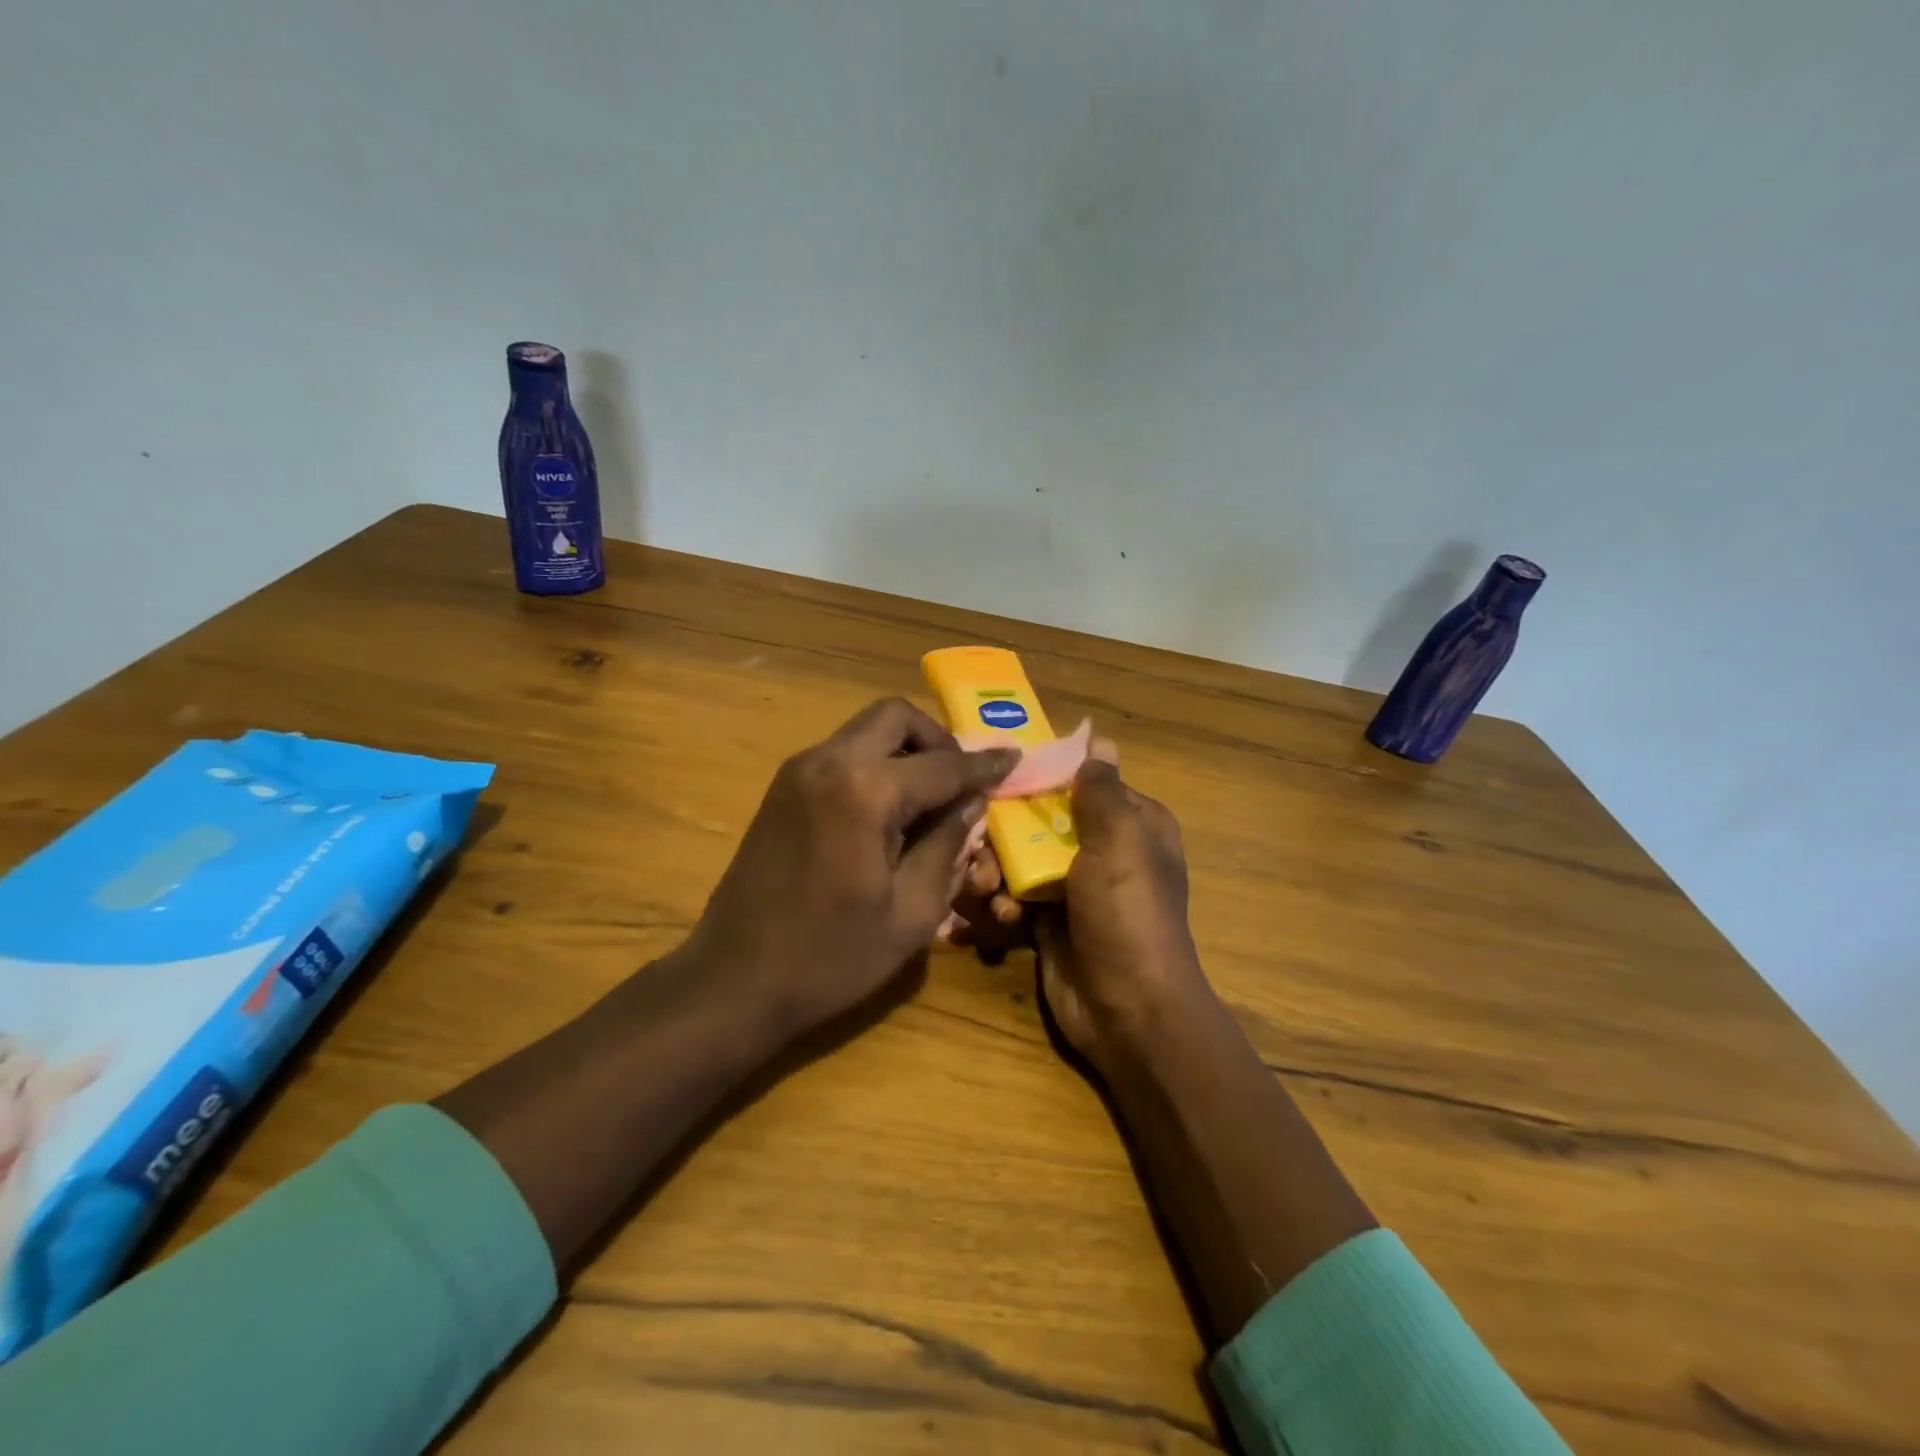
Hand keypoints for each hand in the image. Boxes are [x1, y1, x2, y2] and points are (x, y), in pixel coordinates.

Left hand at [683, 697, 1016, 1039]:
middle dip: (937, 740)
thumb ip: (947, 845)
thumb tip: (970, 802)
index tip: (1014, 759)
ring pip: (865, 731)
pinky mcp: (782, 788)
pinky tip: (888, 811)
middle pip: (895, 718)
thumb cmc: (831, 957)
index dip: (984, 765)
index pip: (942, 765)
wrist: (734, 981)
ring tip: (929, 798)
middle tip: (961, 781)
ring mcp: (798, 771)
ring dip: (904, 750)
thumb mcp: (911, 912)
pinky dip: (874, 764)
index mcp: (865, 791)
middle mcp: (829, 762)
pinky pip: (842, 754)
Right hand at [950, 740, 1212, 1070]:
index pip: (1077, 781)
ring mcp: (1071, 888)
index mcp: (1129, 823)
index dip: (1036, 776)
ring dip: (993, 872)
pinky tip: (996, 921)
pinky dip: (998, 906)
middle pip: (1037, 819)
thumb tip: (1098, 737)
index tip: (992, 775)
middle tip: (978, 849)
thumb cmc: (1127, 914)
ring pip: (1017, 859)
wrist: (1127, 1011)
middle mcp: (1101, 849)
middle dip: (1002, 833)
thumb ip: (1101, 789)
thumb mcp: (1121, 840)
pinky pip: (1011, 898)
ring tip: (983, 891)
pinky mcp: (1046, 922)